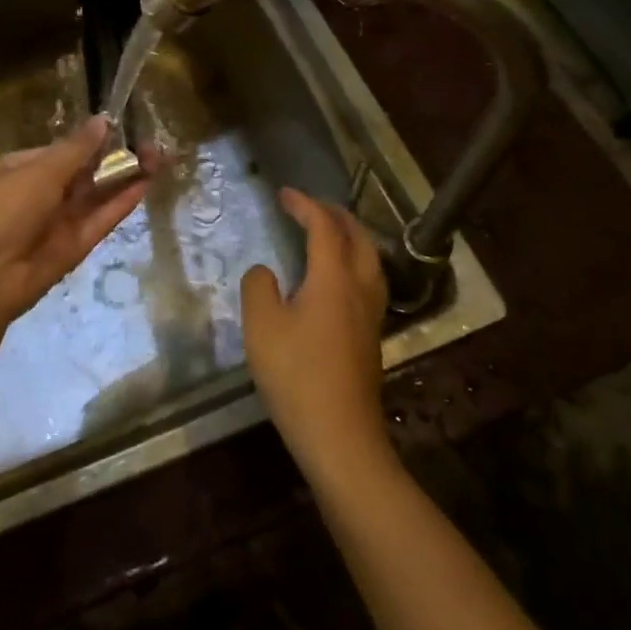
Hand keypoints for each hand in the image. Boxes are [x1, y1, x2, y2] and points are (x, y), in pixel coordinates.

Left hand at [0, 116, 150, 327]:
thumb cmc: (4, 208)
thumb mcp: (40, 171)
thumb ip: (77, 149)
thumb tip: (103, 121)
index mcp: (21, 169)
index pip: (62, 151)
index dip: (93, 142)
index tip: (124, 130)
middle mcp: (39, 194)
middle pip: (84, 174)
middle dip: (115, 160)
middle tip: (152, 146)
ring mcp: (57, 222)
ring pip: (96, 196)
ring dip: (124, 179)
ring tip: (159, 159)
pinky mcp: (74, 247)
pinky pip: (100, 220)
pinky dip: (120, 204)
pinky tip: (145, 185)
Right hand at [241, 189, 390, 477]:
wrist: (340, 435)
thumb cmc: (296, 375)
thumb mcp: (262, 326)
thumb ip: (259, 287)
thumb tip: (267, 272)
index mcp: (333, 278)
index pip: (324, 227)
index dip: (305, 205)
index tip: (284, 193)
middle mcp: (359, 288)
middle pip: (357, 237)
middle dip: (335, 215)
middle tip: (310, 207)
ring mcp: (370, 314)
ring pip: (370, 260)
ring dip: (350, 237)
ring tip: (329, 234)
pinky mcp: (371, 337)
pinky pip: (368, 281)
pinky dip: (354, 262)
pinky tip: (337, 280)